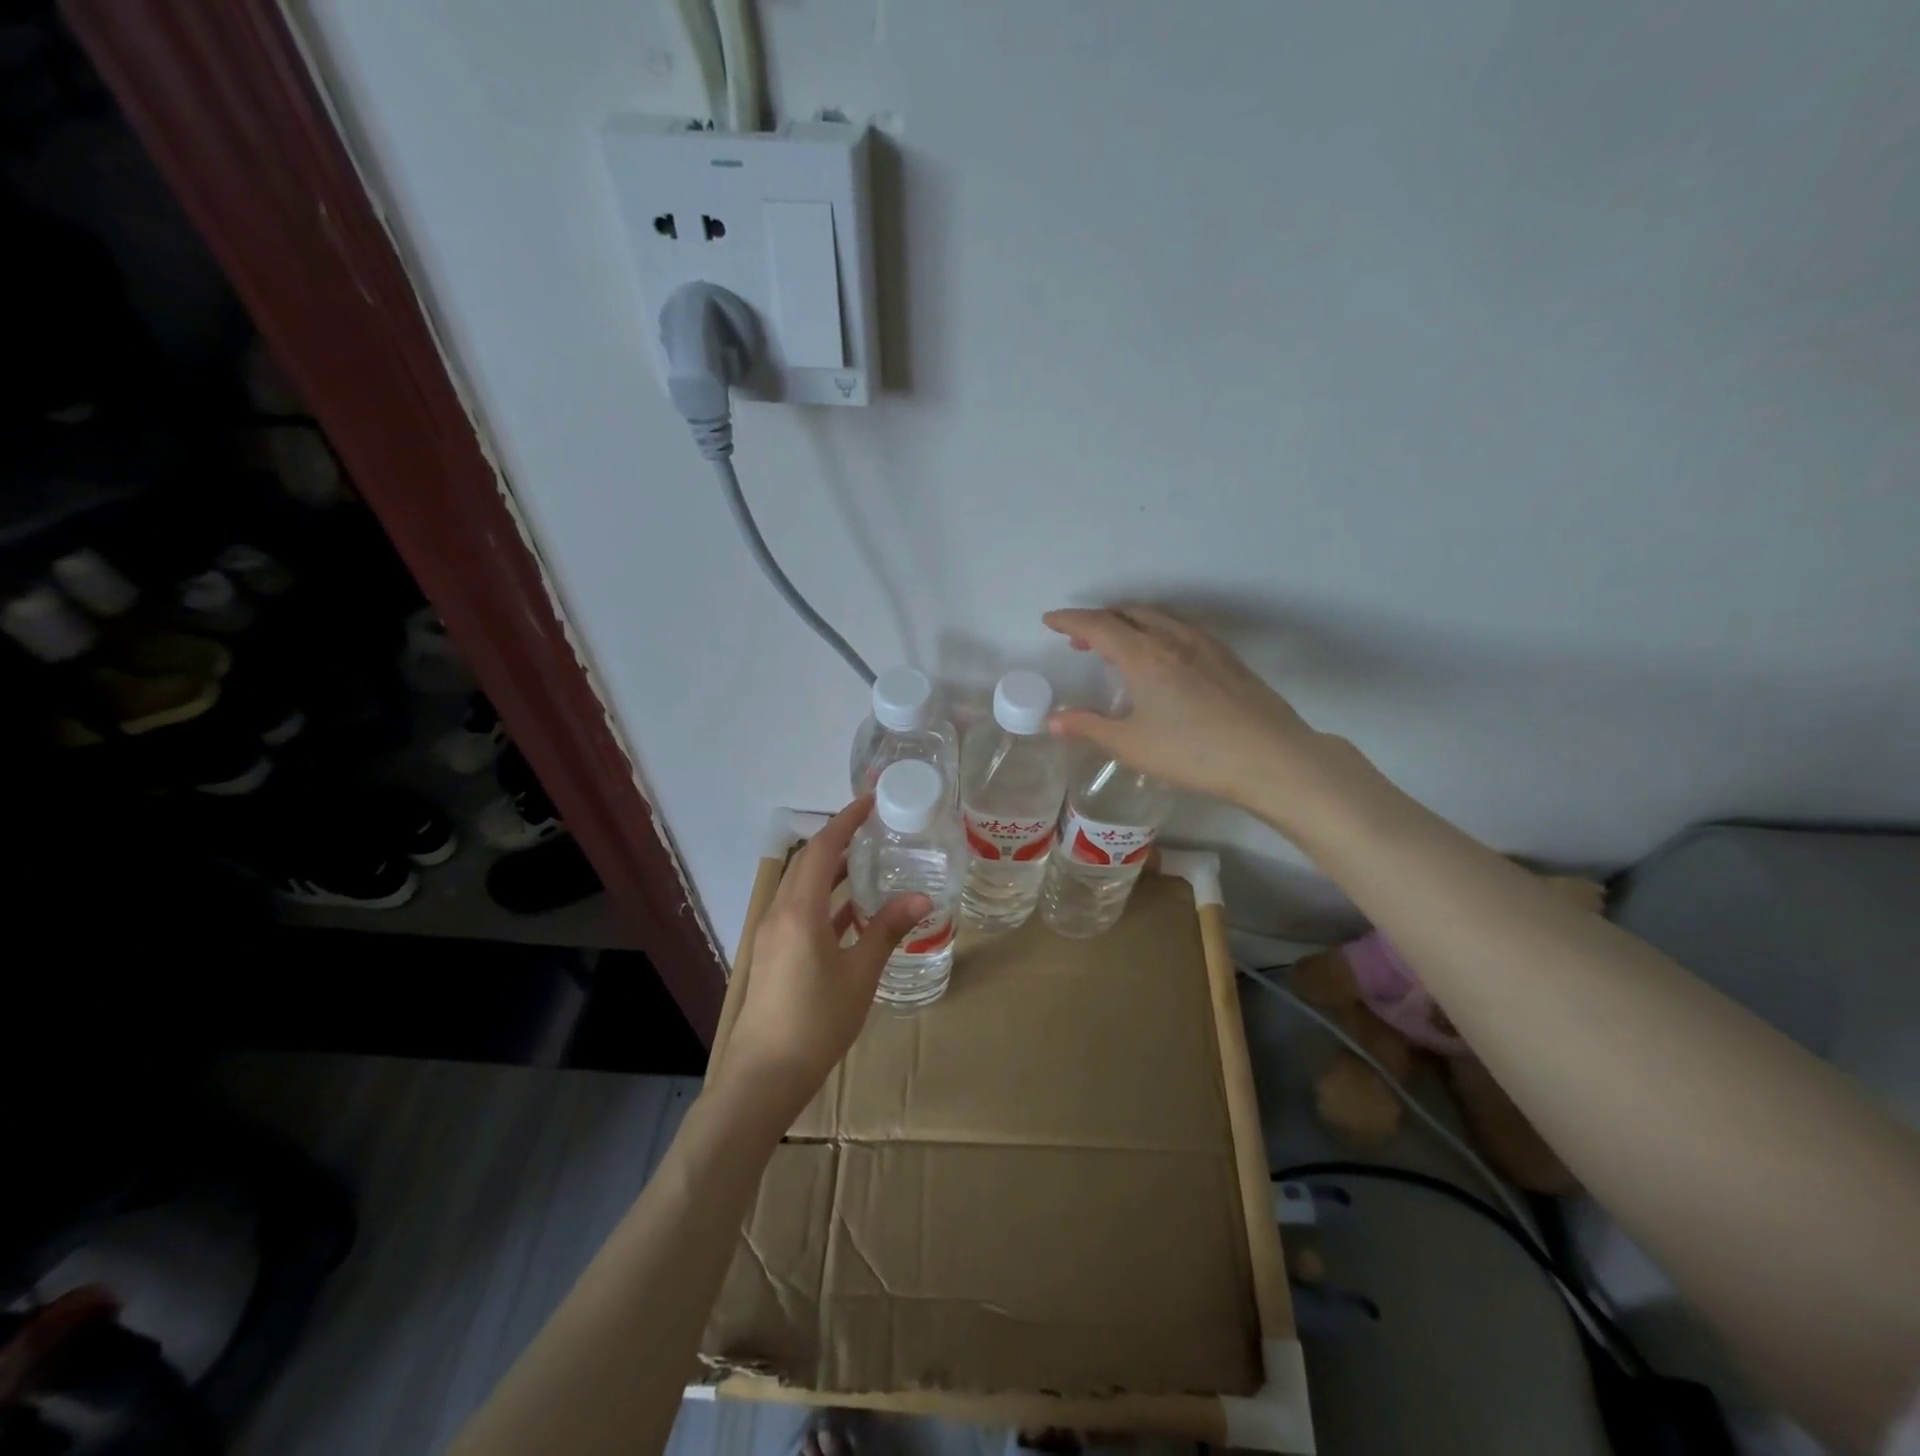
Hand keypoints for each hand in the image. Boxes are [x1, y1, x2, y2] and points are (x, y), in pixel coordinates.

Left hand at [719, 796, 930, 1117]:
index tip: (870, 801)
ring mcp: (773, 934)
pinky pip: (800, 911)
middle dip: (838, 840)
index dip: (845, 821)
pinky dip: (825, 900)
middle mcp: (780, 913)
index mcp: (799, 911)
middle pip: (808, 863)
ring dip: (831, 870)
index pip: (822, 848)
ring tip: (868, 862)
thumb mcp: (860, 974)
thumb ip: (887, 931)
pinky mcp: (774, 954)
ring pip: (802, 887)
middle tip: (874, 830)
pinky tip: (853, 911)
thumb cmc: (816, 1021)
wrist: (764, 1076)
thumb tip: (922, 897)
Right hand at [1044, 605, 1352, 824]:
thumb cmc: (1193, 753)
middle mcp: (1172, 638)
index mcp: (1144, 655)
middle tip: (1079, 639)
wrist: (1270, 757)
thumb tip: (1053, 721)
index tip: (1049, 621)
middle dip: (1098, 620)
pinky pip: (1180, 627)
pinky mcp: (1226, 656)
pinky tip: (1161, 656)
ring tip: (1116, 645)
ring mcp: (1204, 644)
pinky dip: (1156, 630)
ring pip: (1157, 617)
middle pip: (1128, 613)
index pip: (1097, 625)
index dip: (1069, 621)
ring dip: (1129, 623)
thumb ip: (1089, 727)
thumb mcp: (1131, 745)